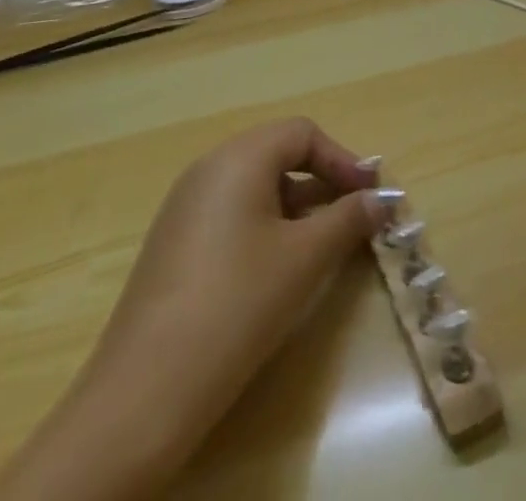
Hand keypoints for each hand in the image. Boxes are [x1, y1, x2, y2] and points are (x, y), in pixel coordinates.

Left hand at [0, 119, 380, 500]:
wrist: (145, 393)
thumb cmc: (238, 304)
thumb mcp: (305, 258)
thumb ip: (347, 219)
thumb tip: (380, 199)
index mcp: (238, 158)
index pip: (301, 134)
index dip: (342, 159)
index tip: (370, 194)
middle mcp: (208, 169)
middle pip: (277, 154)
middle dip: (321, 181)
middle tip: (352, 216)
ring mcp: (184, 207)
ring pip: (254, 186)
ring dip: (296, 206)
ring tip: (322, 246)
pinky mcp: (172, 244)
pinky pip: (230, 214)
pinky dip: (264, 226)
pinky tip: (276, 270)